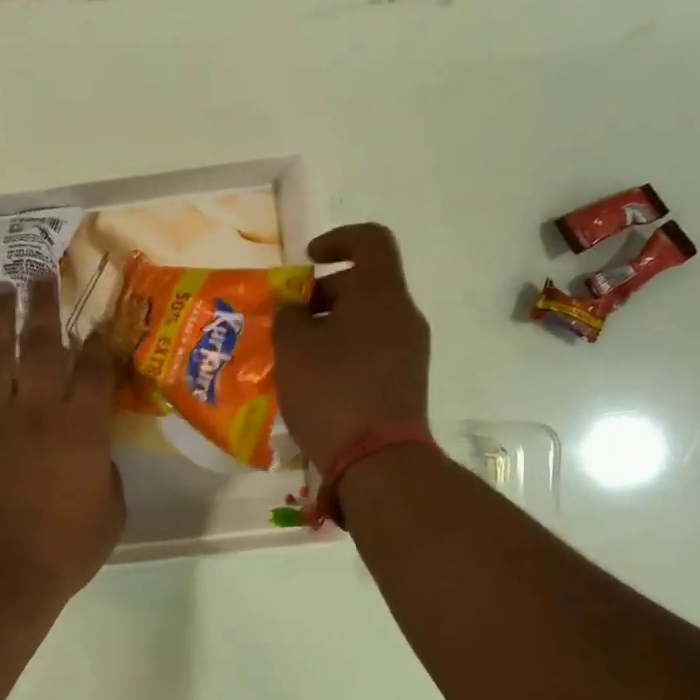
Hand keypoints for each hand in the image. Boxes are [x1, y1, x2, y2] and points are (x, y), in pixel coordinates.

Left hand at [0, 277, 124, 604]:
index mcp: (84, 428)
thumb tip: (93, 456)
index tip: (97, 325)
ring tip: (0, 288)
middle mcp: (39, 410)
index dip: (99, 344)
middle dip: (44, 305)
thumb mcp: (110, 512)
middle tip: (40, 272)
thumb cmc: (66, 549)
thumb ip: (105, 473)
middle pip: (42, 345)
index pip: (95, 371)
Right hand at [273, 223, 431, 473]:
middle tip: (291, 319)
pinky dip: (346, 351)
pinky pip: (374, 350)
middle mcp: (404, 315)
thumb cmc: (331, 392)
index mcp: (380, 293)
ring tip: (297, 355)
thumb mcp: (292, 349)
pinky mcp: (407, 382)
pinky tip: (317, 381)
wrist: (378, 460)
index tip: (307, 260)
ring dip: (332, 326)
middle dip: (324, 293)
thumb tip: (294, 308)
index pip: (370, 240)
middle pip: (366, 284)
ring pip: (369, 320)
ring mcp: (410, 351)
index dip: (337, 239)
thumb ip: (288, 316)